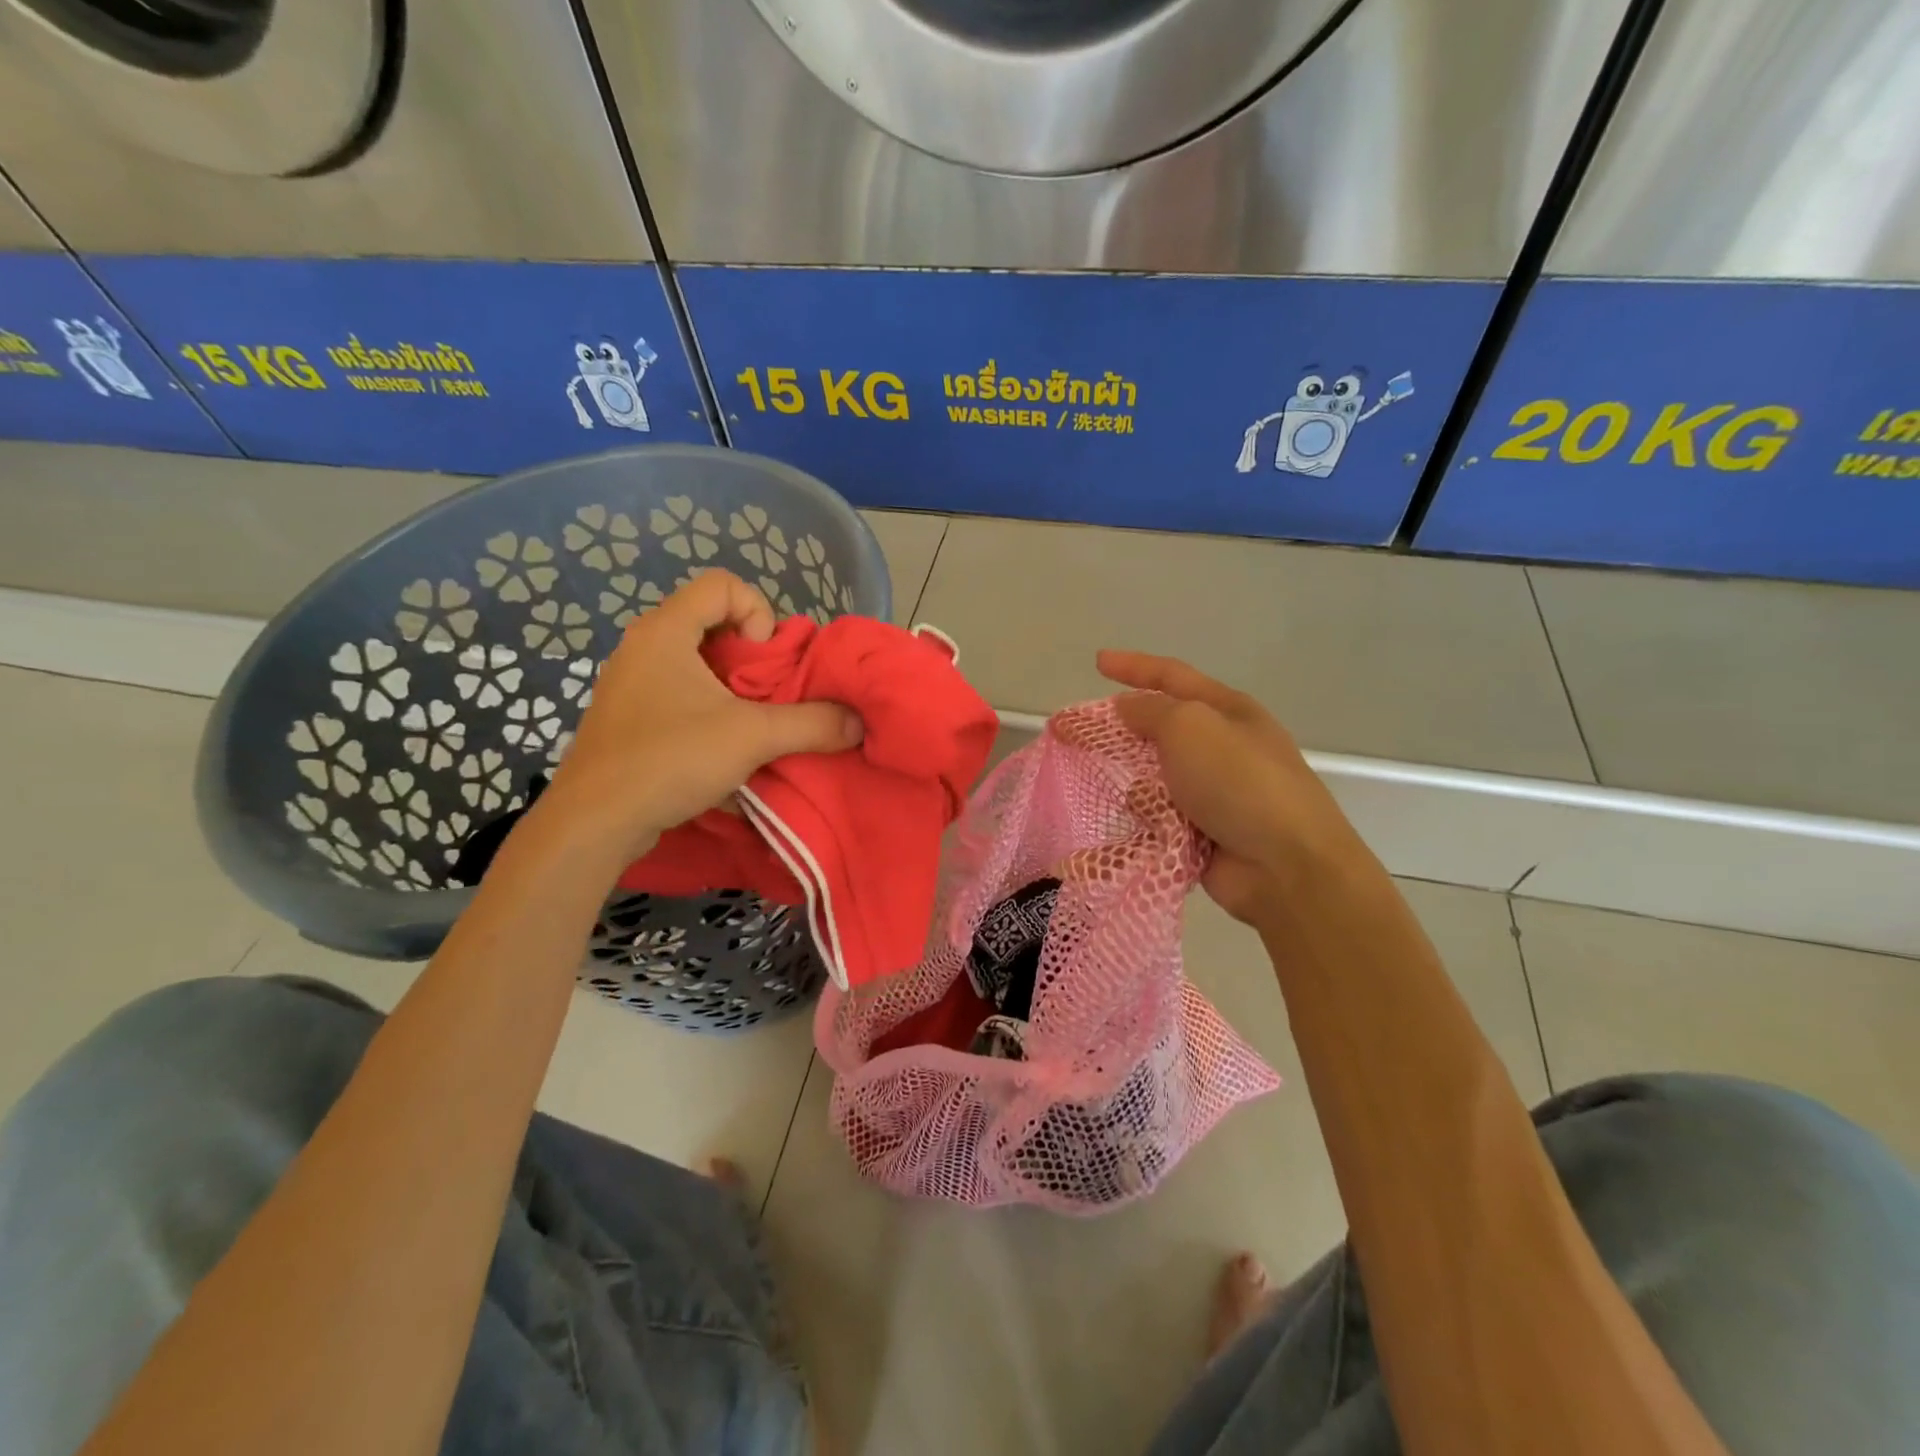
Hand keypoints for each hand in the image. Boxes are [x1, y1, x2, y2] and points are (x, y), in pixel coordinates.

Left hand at [540, 570, 862, 862]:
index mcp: (665, 630)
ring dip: (731, 688)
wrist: (595, 821)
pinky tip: (715, 748)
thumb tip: (858, 723)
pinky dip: (706, 709)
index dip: (757, 614)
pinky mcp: (626, 716)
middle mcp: (642, 645)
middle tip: (764, 697)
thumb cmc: (670, 759)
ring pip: (696, 662)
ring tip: (746, 725)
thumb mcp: (753, 737)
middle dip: (750, 658)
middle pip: (712, 623)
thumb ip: (812, 724)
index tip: (762, 663)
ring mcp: (630, 682)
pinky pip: (677, 693)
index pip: (723, 584)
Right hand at [1098, 650, 1363, 926]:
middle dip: (1119, 731)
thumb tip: (1127, 708)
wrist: (1284, 865)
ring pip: (1154, 777)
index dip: (1133, 666)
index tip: (1097, 662)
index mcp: (1227, 711)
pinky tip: (1134, 828)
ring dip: (1133, 782)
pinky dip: (1144, 821)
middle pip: (1159, 729)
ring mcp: (1214, 793)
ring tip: (1111, 790)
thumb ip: (1150, 712)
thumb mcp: (1190, 728)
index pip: (1172, 676)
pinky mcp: (1203, 834)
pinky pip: (1159, 818)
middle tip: (1072, 734)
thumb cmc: (1239, 782)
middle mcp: (1221, 748)